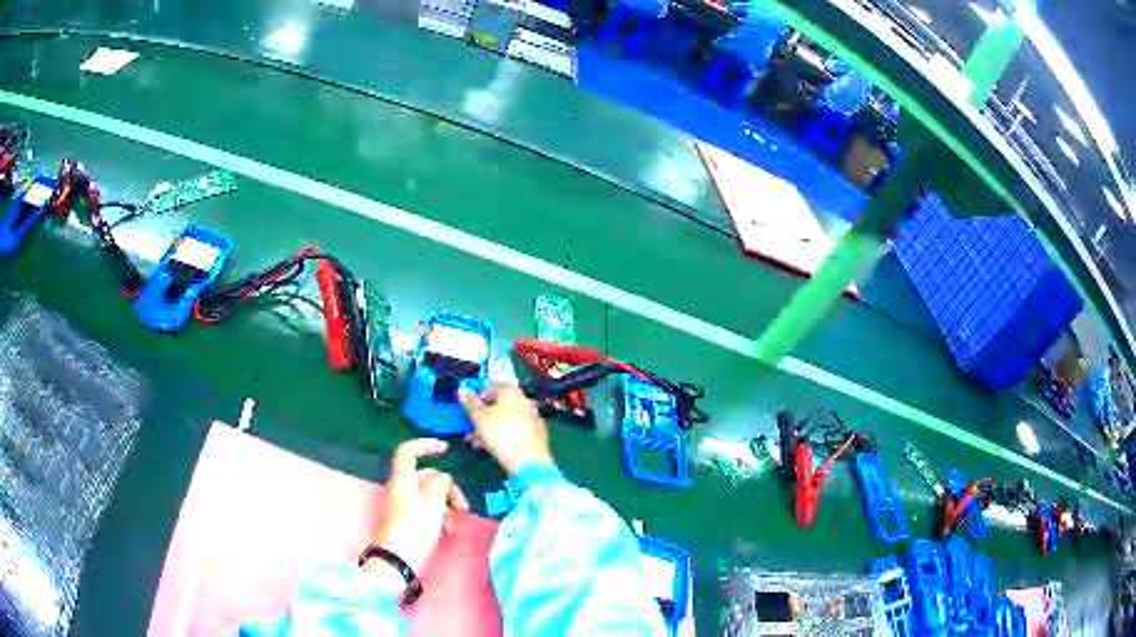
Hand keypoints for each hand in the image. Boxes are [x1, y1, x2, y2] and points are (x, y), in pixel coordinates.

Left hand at [370, 439, 469, 577]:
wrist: (398, 560)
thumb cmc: (415, 528)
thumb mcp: (433, 501)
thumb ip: (442, 484)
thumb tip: (444, 479)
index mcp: (402, 480)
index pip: (408, 451)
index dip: (426, 445)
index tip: (446, 449)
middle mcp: (401, 490)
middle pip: (427, 477)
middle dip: (448, 488)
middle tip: (463, 506)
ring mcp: (404, 507)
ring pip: (430, 496)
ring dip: (446, 506)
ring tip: (454, 525)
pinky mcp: (408, 523)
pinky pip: (427, 512)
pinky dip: (439, 517)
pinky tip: (446, 532)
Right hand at [460, 385, 552, 476]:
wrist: (528, 460)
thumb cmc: (500, 434)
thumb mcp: (479, 418)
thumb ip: (470, 403)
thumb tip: (461, 389)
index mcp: (511, 391)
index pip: (491, 387)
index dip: (478, 398)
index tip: (470, 411)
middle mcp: (525, 400)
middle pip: (500, 405)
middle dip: (483, 417)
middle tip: (471, 429)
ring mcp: (533, 417)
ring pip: (507, 419)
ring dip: (491, 428)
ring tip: (477, 442)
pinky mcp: (537, 433)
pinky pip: (517, 429)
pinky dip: (505, 435)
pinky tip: (495, 447)